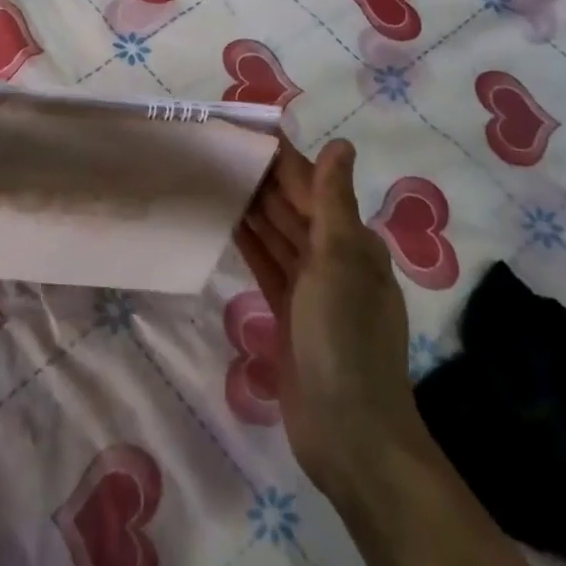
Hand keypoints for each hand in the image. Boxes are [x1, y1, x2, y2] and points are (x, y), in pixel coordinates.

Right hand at [235, 137, 420, 497]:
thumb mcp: (340, 263)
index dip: (283, 159)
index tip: (247, 130)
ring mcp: (310, 288)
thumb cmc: (345, 339)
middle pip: (293, 207)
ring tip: (214, 176)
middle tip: (217, 148)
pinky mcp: (288, 312)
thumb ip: (333, 202)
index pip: (313, 186)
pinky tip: (226, 222)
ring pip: (277, 234)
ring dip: (252, 207)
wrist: (349, 435)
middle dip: (262, 178)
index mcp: (351, 242)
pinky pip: (266, 265)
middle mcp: (333, 258)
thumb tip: (341, 144)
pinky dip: (249, 242)